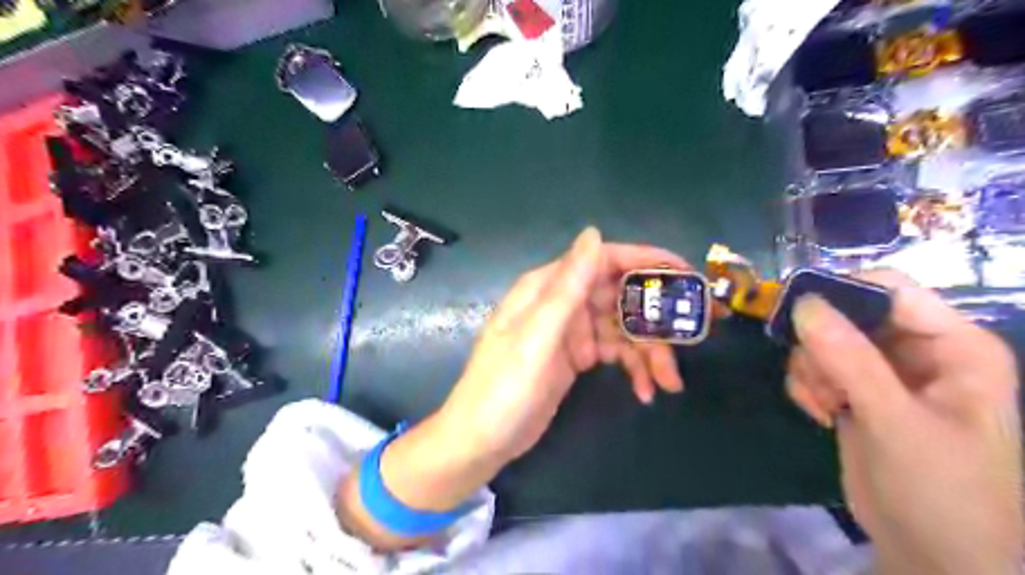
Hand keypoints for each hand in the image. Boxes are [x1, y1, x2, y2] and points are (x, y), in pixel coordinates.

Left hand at [340, 225, 692, 547]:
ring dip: (649, 352)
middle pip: (620, 296)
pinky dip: (633, 368)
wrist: (482, 439)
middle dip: (657, 317)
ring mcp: (571, 331)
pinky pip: (615, 353)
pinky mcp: (577, 357)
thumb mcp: (537, 335)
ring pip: (623, 328)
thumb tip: (594, 232)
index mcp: (548, 287)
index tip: (688, 275)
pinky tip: (645, 391)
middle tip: (694, 336)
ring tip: (669, 382)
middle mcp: (562, 303)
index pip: (604, 260)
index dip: (647, 261)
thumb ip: (567, 285)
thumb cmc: (504, 387)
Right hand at [787, 269, 1019, 573]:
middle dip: (821, 343)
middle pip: (849, 313)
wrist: (931, 556)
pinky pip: (816, 368)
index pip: (891, 289)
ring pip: (824, 341)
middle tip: (816, 376)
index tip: (795, 312)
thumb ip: (851, 360)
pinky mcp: (857, 393)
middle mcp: (919, 350)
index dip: (842, 292)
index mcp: (954, 345)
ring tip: (823, 403)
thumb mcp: (896, 421)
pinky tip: (819, 413)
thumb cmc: (941, 490)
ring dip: (812, 370)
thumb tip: (803, 303)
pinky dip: (808, 386)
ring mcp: (884, 372)